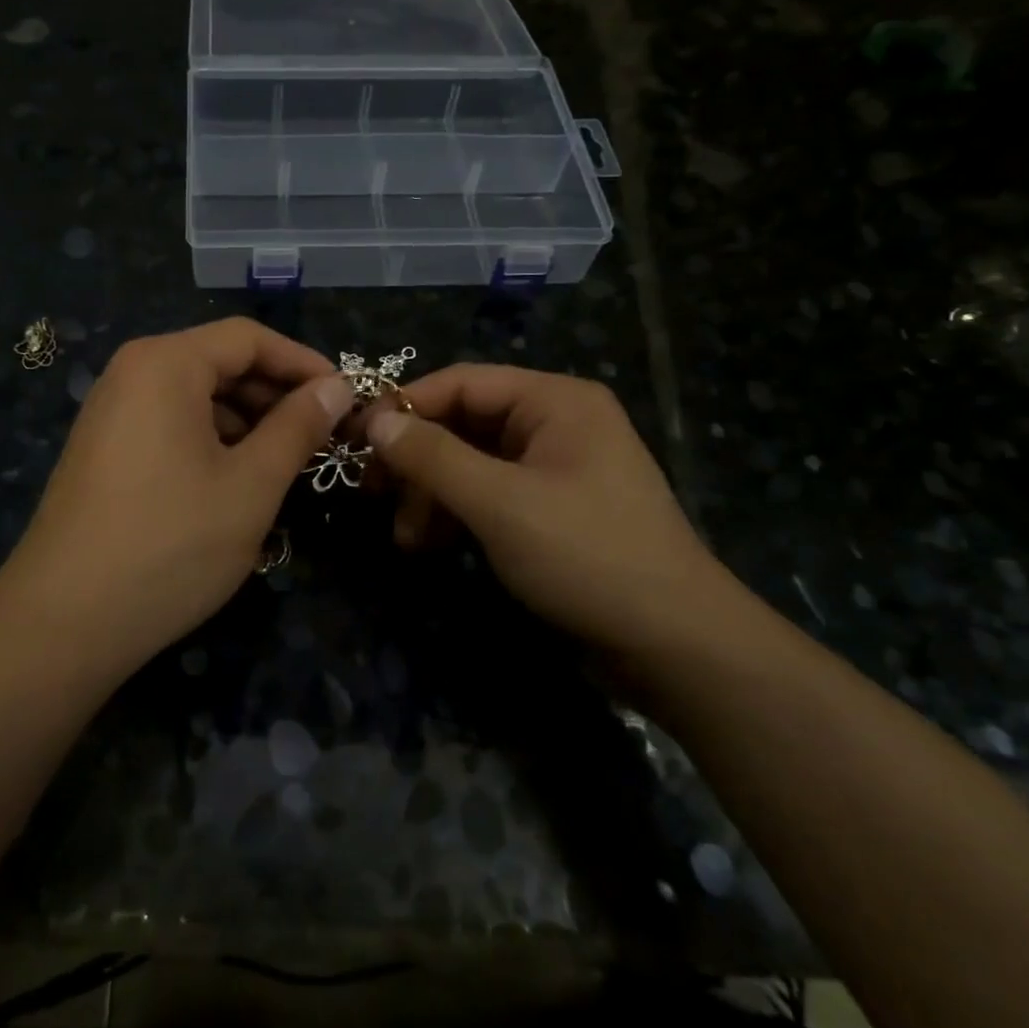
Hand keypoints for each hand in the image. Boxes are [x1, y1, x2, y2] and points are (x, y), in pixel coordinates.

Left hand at [2, 319, 351, 668]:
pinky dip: (212, 441)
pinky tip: (238, 481)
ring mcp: (112, 413)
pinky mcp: (104, 450)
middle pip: (219, 363)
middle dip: (275, 395)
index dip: (303, 362)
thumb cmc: (171, 544)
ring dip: (247, 422)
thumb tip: (337, 387)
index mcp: (165, 364)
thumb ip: (298, 427)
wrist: (64, 622)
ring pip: (196, 398)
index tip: (345, 397)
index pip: (248, 338)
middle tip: (324, 435)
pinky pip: (171, 425)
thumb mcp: (252, 484)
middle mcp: (131, 374)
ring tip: (288, 462)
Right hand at [367, 365, 731, 657]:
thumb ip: (432, 457)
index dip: (403, 406)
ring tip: (406, 539)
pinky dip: (458, 515)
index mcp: (554, 400)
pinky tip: (432, 546)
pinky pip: (491, 494)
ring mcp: (556, 467)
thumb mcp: (499, 502)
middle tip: (372, 495)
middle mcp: (556, 422)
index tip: (354, 439)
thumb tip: (374, 421)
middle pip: (464, 423)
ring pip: (472, 463)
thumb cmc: (586, 556)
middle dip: (417, 461)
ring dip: (433, 495)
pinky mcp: (553, 508)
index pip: (461, 382)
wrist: (674, 645)